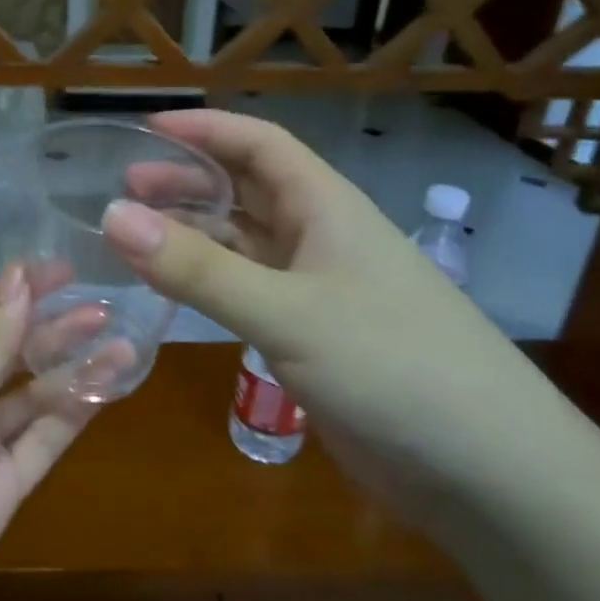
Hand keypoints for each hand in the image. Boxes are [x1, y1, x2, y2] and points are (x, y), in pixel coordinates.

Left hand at [0, 267, 102, 600]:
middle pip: (6, 353)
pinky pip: (39, 445)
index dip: (17, 289)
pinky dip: (70, 418)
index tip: (65, 270)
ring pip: (29, 398)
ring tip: (120, 342)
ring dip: (70, 371)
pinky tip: (104, 392)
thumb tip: (18, 276)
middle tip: (104, 308)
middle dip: (51, 328)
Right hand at [102, 110, 553, 510]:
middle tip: (124, 190)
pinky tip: (174, 294)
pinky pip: (249, 294)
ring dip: (193, 236)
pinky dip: (209, 286)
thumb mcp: (287, 313)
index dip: (204, 130)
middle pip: (246, 192)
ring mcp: (319, 291)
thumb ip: (198, 269)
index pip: (259, 144)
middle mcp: (321, 239)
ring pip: (244, 246)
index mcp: (326, 208)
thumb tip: (113, 215)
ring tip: (135, 239)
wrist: (486, 470)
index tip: (145, 129)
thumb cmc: (392, 366)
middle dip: (187, 183)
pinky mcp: (314, 339)